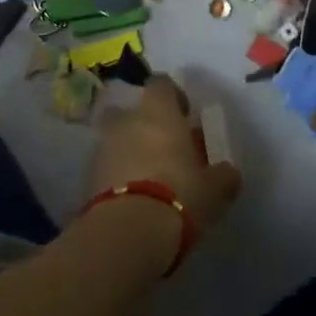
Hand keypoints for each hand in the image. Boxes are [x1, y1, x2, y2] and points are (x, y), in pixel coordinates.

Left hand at [85, 75, 241, 244]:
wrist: (128, 230)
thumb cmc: (180, 195)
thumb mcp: (215, 189)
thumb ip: (223, 175)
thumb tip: (227, 172)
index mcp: (158, 112)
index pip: (161, 84)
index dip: (173, 96)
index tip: (185, 115)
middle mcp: (126, 121)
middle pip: (131, 111)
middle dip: (143, 124)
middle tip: (163, 148)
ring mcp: (103, 148)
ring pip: (116, 139)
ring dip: (129, 151)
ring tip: (148, 178)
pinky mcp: (87, 177)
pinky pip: (106, 167)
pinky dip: (117, 175)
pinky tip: (132, 197)